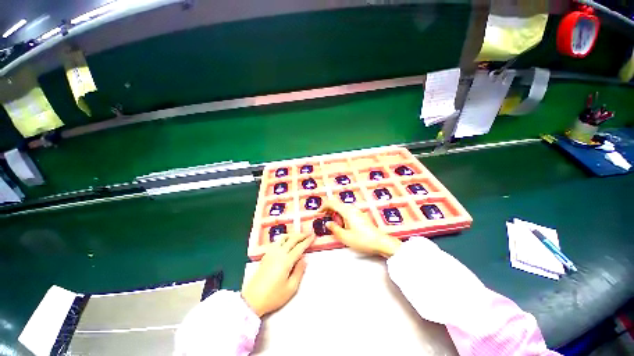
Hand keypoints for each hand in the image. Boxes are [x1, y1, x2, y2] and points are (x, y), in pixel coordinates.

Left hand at [242, 233, 314, 316]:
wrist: (252, 299)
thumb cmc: (273, 296)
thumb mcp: (291, 288)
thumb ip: (299, 271)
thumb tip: (304, 258)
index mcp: (286, 261)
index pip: (299, 246)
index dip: (307, 240)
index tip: (313, 235)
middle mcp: (278, 253)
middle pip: (292, 239)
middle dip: (302, 235)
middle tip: (309, 233)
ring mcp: (271, 253)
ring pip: (284, 238)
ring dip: (293, 235)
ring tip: (299, 236)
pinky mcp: (266, 255)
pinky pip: (277, 242)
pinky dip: (285, 238)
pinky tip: (287, 242)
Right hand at [319, 200, 401, 257]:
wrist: (380, 242)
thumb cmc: (362, 240)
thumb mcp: (345, 237)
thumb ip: (334, 229)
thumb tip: (328, 223)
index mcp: (347, 211)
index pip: (332, 203)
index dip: (323, 206)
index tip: (318, 214)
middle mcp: (352, 209)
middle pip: (337, 205)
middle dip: (329, 212)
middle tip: (327, 222)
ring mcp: (357, 211)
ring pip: (342, 209)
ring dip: (336, 215)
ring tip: (337, 227)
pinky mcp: (360, 216)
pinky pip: (348, 212)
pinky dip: (342, 217)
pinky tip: (345, 227)